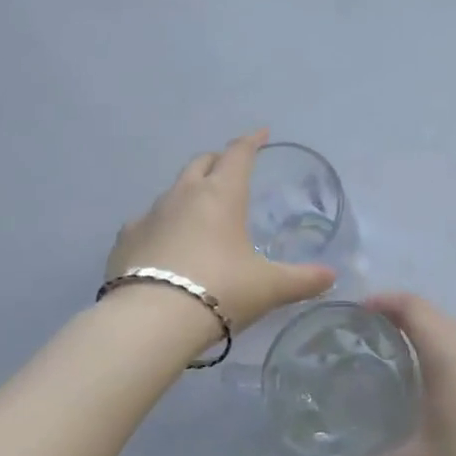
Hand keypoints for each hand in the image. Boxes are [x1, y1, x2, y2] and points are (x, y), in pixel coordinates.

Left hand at [106, 130, 334, 332]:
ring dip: (188, 194)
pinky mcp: (124, 242)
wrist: (150, 321)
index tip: (261, 133)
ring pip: (172, 192)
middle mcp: (183, 196)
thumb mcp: (269, 287)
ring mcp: (148, 216)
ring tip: (200, 214)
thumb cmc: (220, 290)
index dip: (251, 142)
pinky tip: (165, 245)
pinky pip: (146, 222)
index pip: (238, 155)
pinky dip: (161, 225)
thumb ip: (302, 279)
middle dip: (218, 161)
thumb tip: (331, 277)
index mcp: (221, 195)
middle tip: (231, 169)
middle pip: (201, 164)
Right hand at [332, 294, 455, 455]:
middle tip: (369, 335)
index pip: (412, 306)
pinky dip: (447, 349)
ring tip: (398, 355)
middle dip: (399, 315)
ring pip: (454, 330)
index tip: (357, 312)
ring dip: (425, 332)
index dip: (384, 301)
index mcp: (446, 353)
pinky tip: (438, 382)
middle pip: (431, 313)